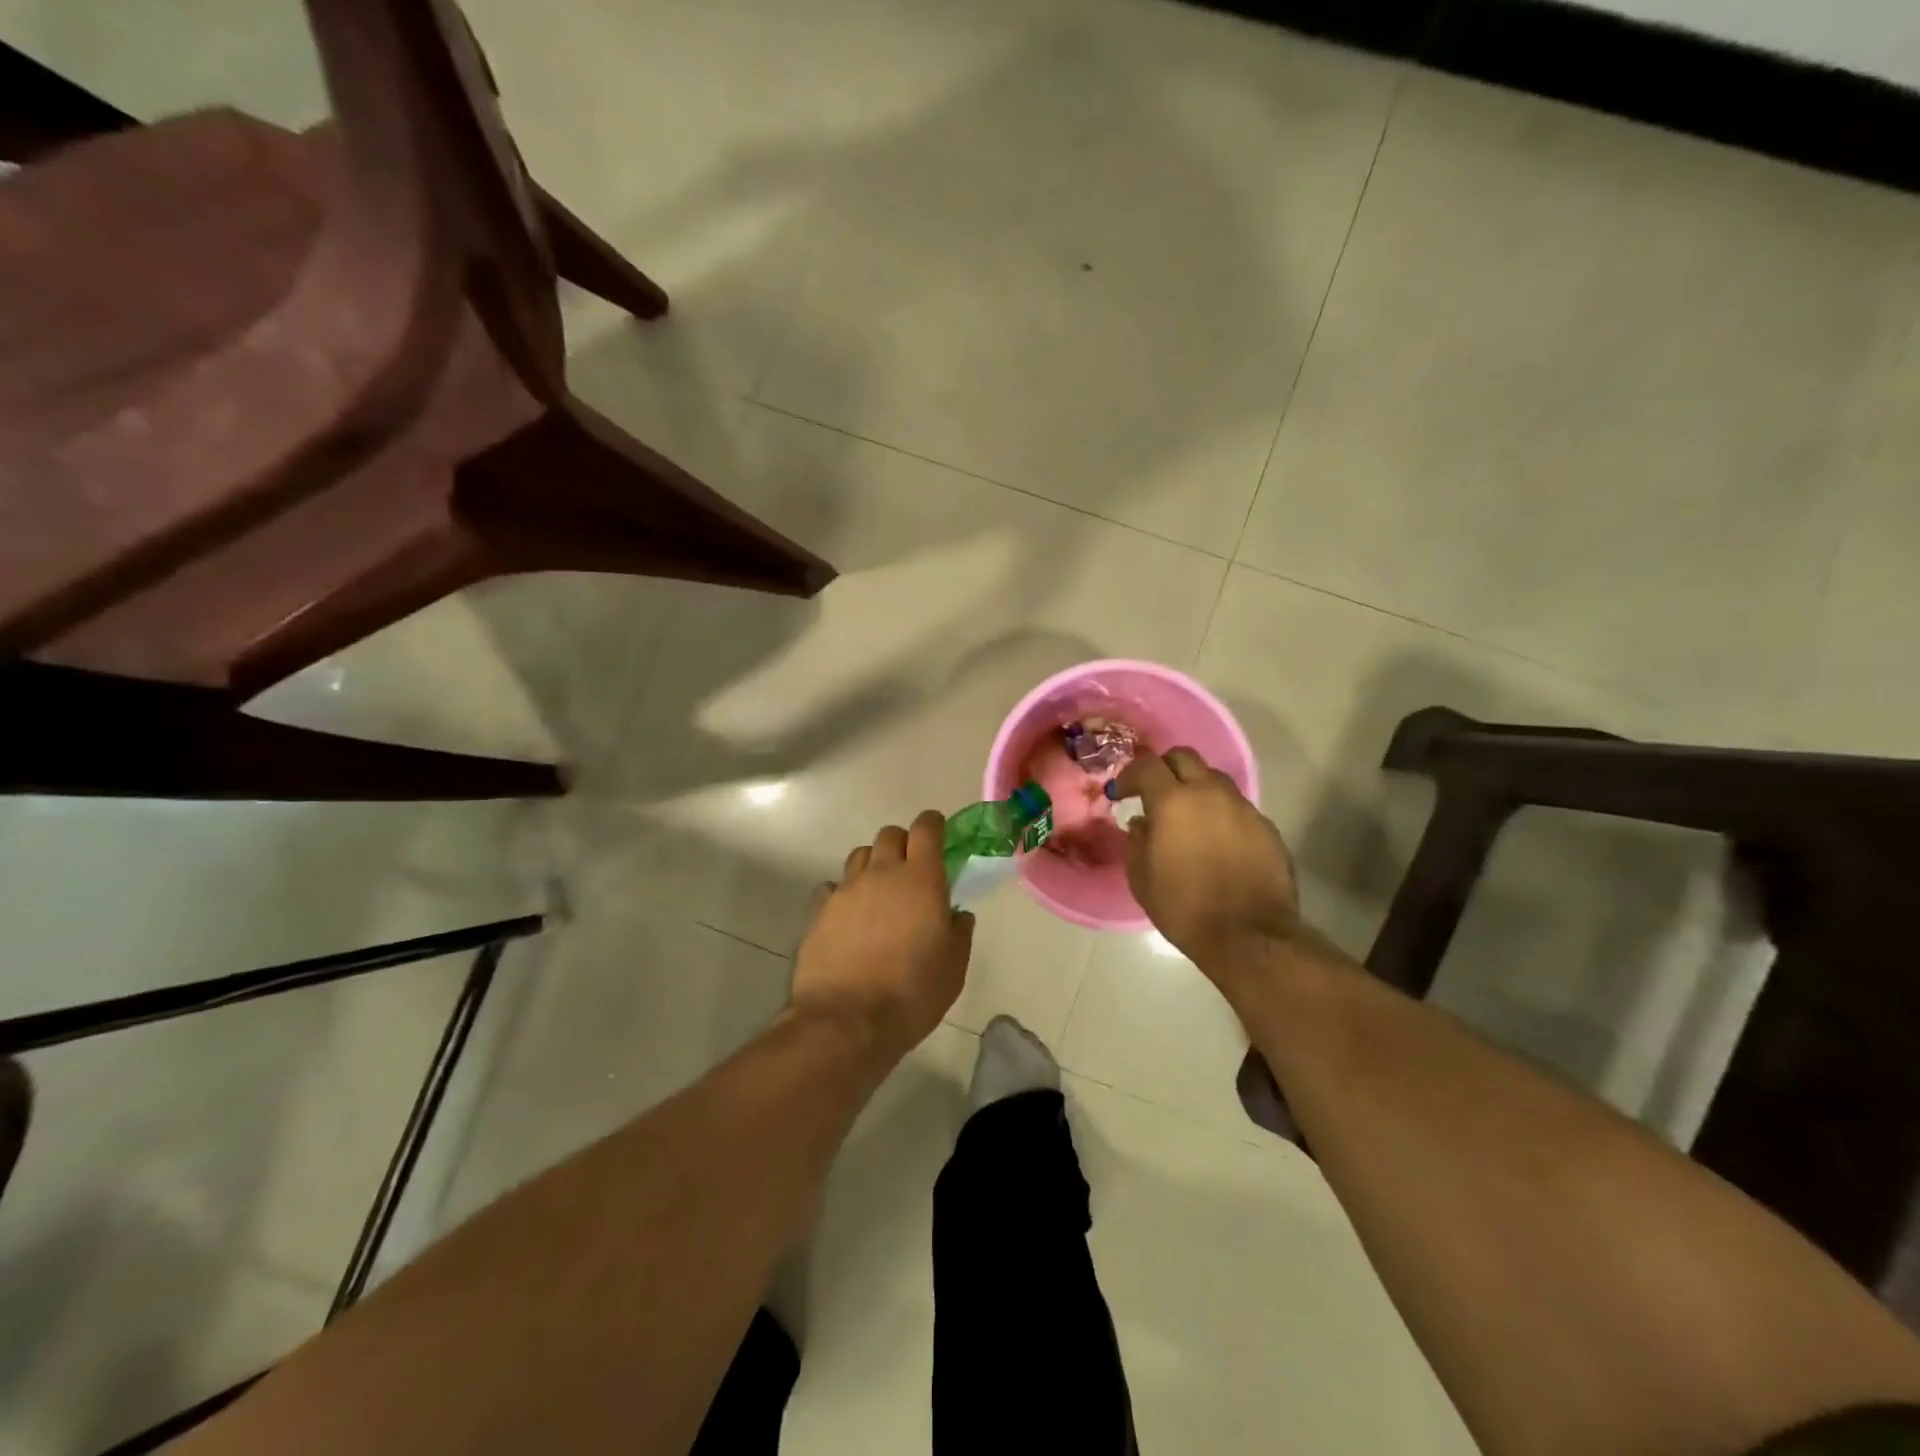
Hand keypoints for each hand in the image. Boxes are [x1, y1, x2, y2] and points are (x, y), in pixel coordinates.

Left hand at [791, 812, 974, 1068]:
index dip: (933, 824)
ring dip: (873, 865)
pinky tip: (850, 917)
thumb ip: (959, 932)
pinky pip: (834, 887)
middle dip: (903, 843)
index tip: (938, 832)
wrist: (847, 1021)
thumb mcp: (954, 967)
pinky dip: (845, 893)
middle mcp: (882, 873)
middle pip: (889, 834)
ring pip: (860, 856)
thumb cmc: (912, 993)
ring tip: (879, 892)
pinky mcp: (819, 911)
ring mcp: (846, 890)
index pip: (926, 828)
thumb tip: (957, 915)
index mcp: (921, 879)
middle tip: (911, 869)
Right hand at [1114, 748, 1299, 997]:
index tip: (1121, 794)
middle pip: (1185, 757)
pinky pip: (1237, 807)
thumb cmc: (1183, 907)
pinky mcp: (1266, 827)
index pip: (1147, 765)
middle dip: (1165, 768)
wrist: (1248, 936)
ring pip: (1215, 779)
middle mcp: (1210, 794)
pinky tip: (1216, 840)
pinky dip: (1220, 813)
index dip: (1130, 775)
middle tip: (1154, 792)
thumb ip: (1137, 841)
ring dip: (1196, 788)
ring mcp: (1243, 808)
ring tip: (1188, 815)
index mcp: (1173, 802)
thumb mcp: (1141, 877)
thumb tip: (1142, 823)